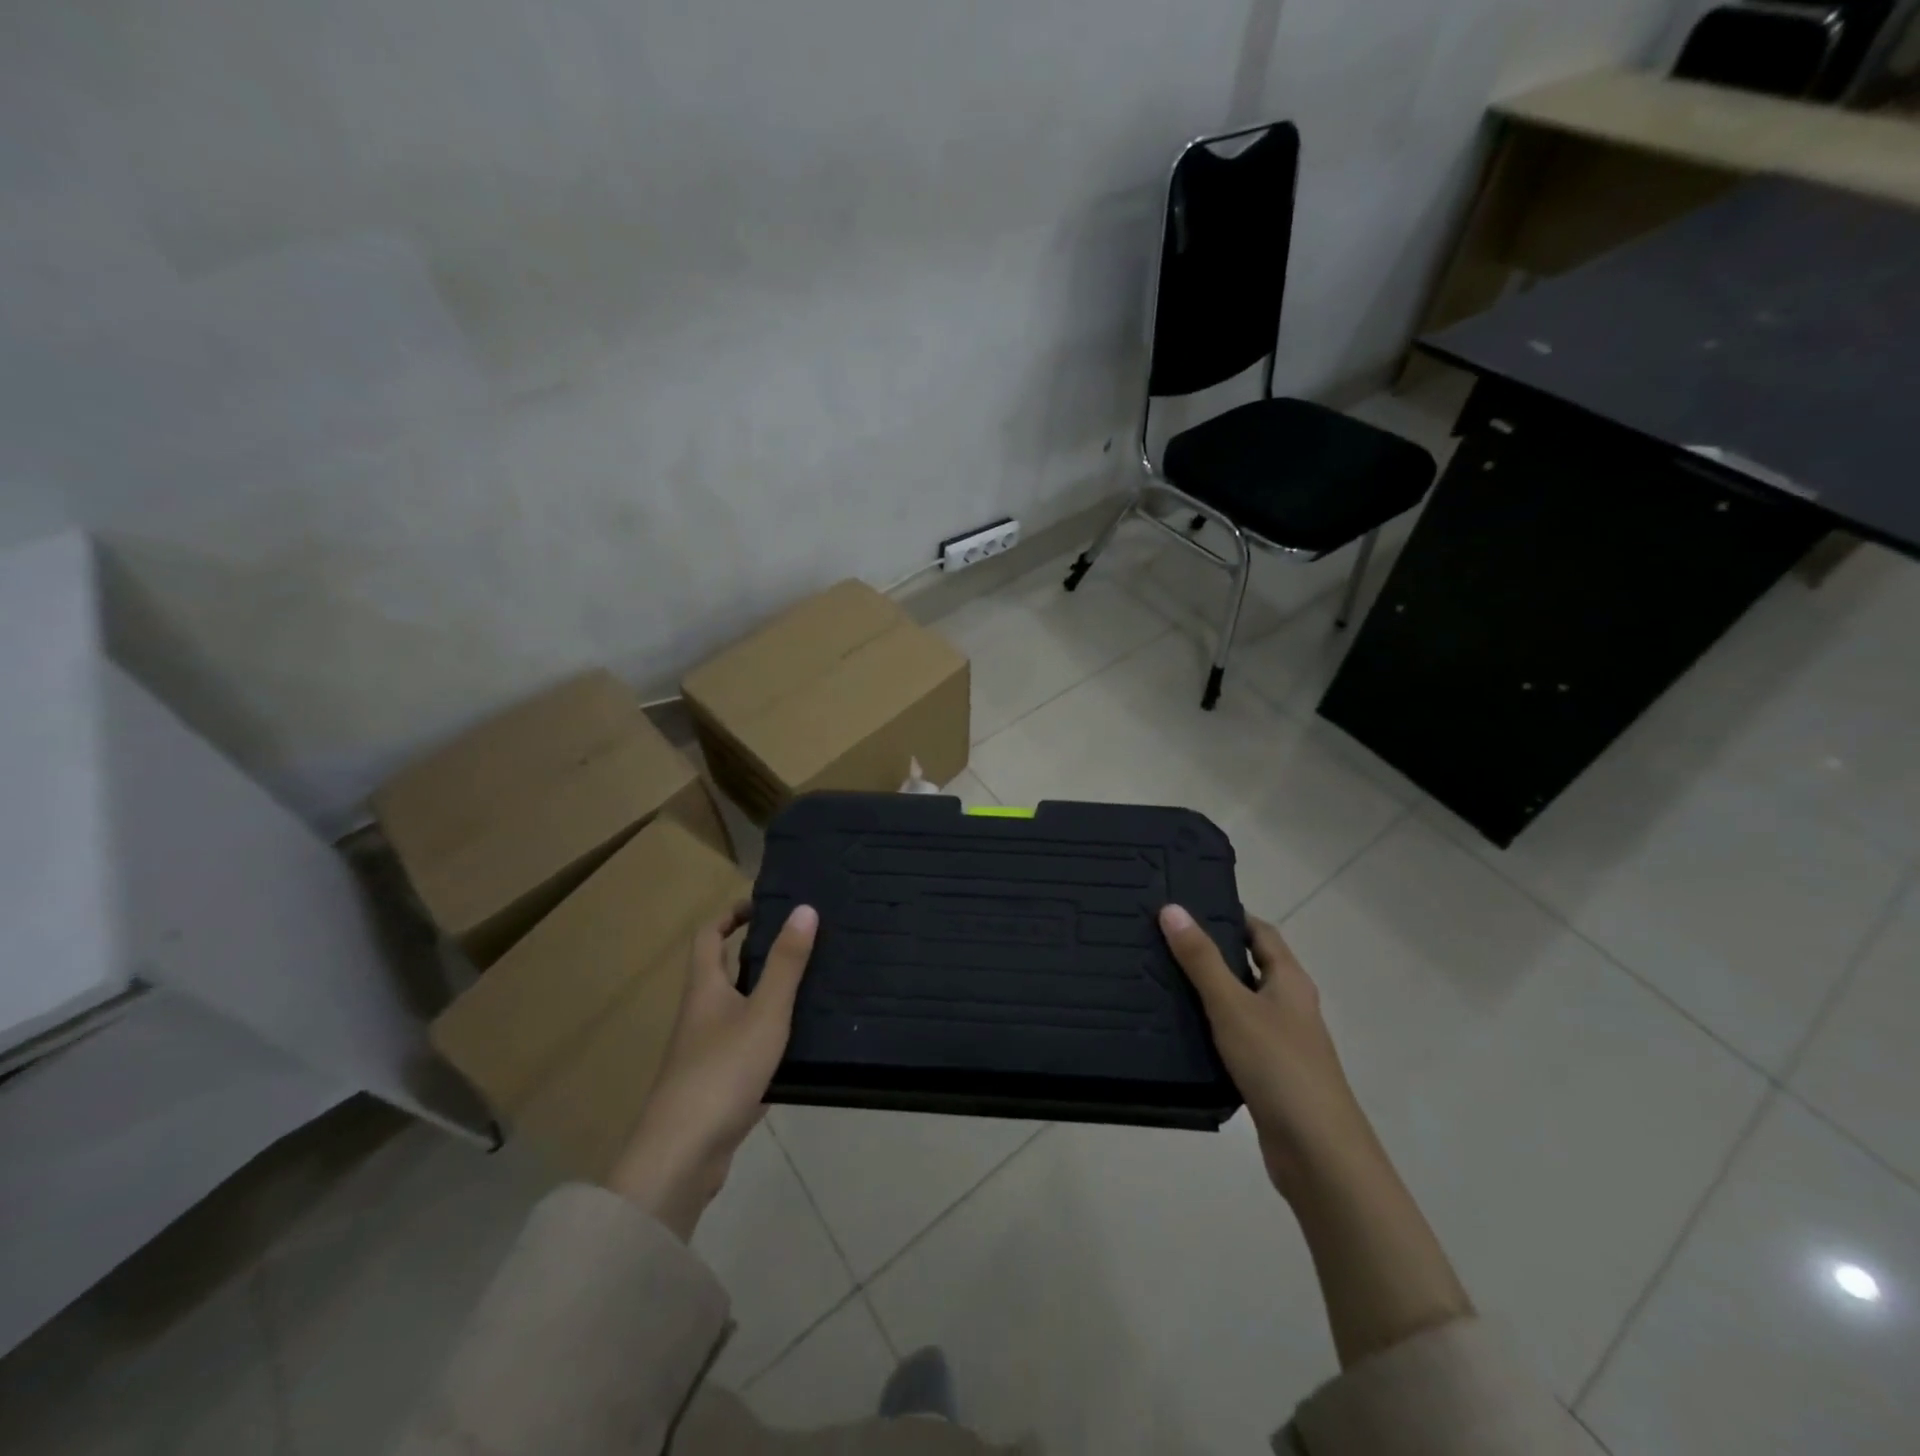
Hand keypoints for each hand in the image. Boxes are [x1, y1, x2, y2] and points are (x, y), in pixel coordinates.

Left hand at [608, 902, 817, 1239]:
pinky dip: (772, 1036)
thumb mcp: (765, 1011)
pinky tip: (803, 1042)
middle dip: (758, 953)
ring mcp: (707, 1052)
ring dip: (768, 994)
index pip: (709, 936)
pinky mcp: (719, 1085)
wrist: (683, 1155)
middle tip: (803, 942)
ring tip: (814, 984)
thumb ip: (786, 963)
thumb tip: (804, 909)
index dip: (731, 915)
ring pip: (739, 1010)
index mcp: (705, 988)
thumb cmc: (722, 1071)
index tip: (765, 905)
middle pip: (724, 972)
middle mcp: (701, 1014)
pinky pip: (748, 1046)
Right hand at [1158, 905, 1378, 1199]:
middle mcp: (1290, 1006)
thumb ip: (1201, 959)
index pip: (1260, 932)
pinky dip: (1211, 1029)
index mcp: (1290, 981)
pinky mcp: (1269, 1075)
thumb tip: (1172, 908)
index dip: (1230, 915)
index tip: (1188, 905)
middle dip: (1212, 952)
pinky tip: (1179, 1031)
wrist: (1318, 1153)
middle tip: (1163, 939)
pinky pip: (1235, 1038)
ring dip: (1208, 992)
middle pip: (1250, 966)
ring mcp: (1282, 1043)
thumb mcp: (1232, 1005)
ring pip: (1240, 1004)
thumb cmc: (1278, 1065)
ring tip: (1160, 978)